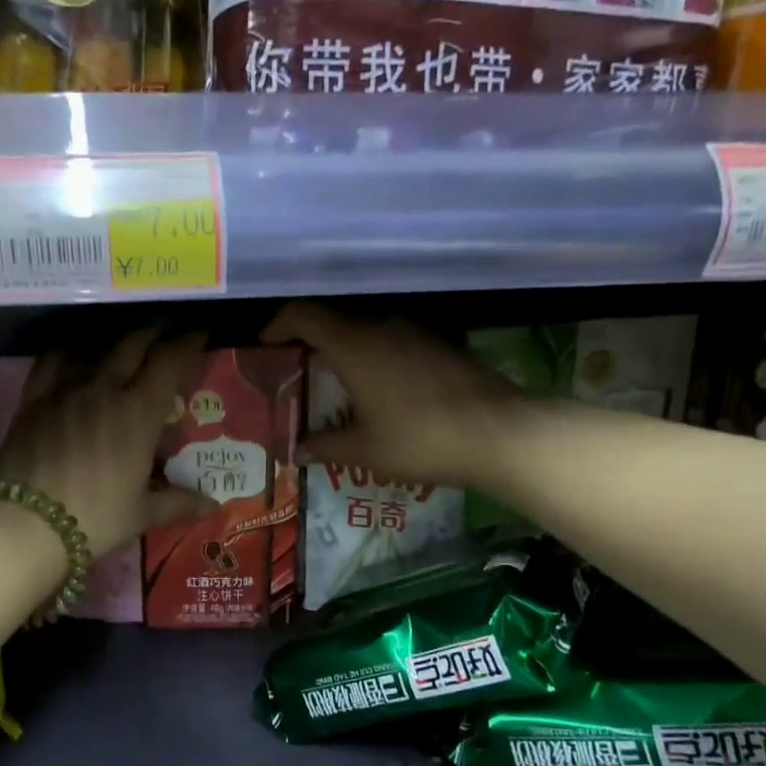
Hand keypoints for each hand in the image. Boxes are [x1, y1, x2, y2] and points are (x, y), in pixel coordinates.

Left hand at [0, 328, 213, 558]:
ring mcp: (65, 390)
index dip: (188, 343)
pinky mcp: (33, 399)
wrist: (26, 524)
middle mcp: (104, 390)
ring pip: (95, 349)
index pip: (169, 362)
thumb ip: (178, 502)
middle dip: (154, 333)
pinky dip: (69, 351)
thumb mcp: (142, 514)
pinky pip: (52, 361)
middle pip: (133, 345)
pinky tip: (74, 353)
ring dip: (115, 340)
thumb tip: (212, 504)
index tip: (200, 333)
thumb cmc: (94, 519)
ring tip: (125, 342)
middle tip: (166, 332)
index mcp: (138, 413)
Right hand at [261, 302, 521, 489]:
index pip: (303, 315)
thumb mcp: (365, 451)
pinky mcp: (441, 341)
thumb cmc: (421, 439)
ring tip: (334, 379)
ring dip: (344, 346)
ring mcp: (416, 330)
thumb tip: (296, 451)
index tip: (265, 345)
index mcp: (354, 344)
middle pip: (333, 318)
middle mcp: (382, 325)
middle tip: (295, 368)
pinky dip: (374, 353)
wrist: (500, 433)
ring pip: (366, 327)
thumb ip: (325, 446)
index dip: (278, 325)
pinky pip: (393, 338)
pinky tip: (378, 385)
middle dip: (308, 339)